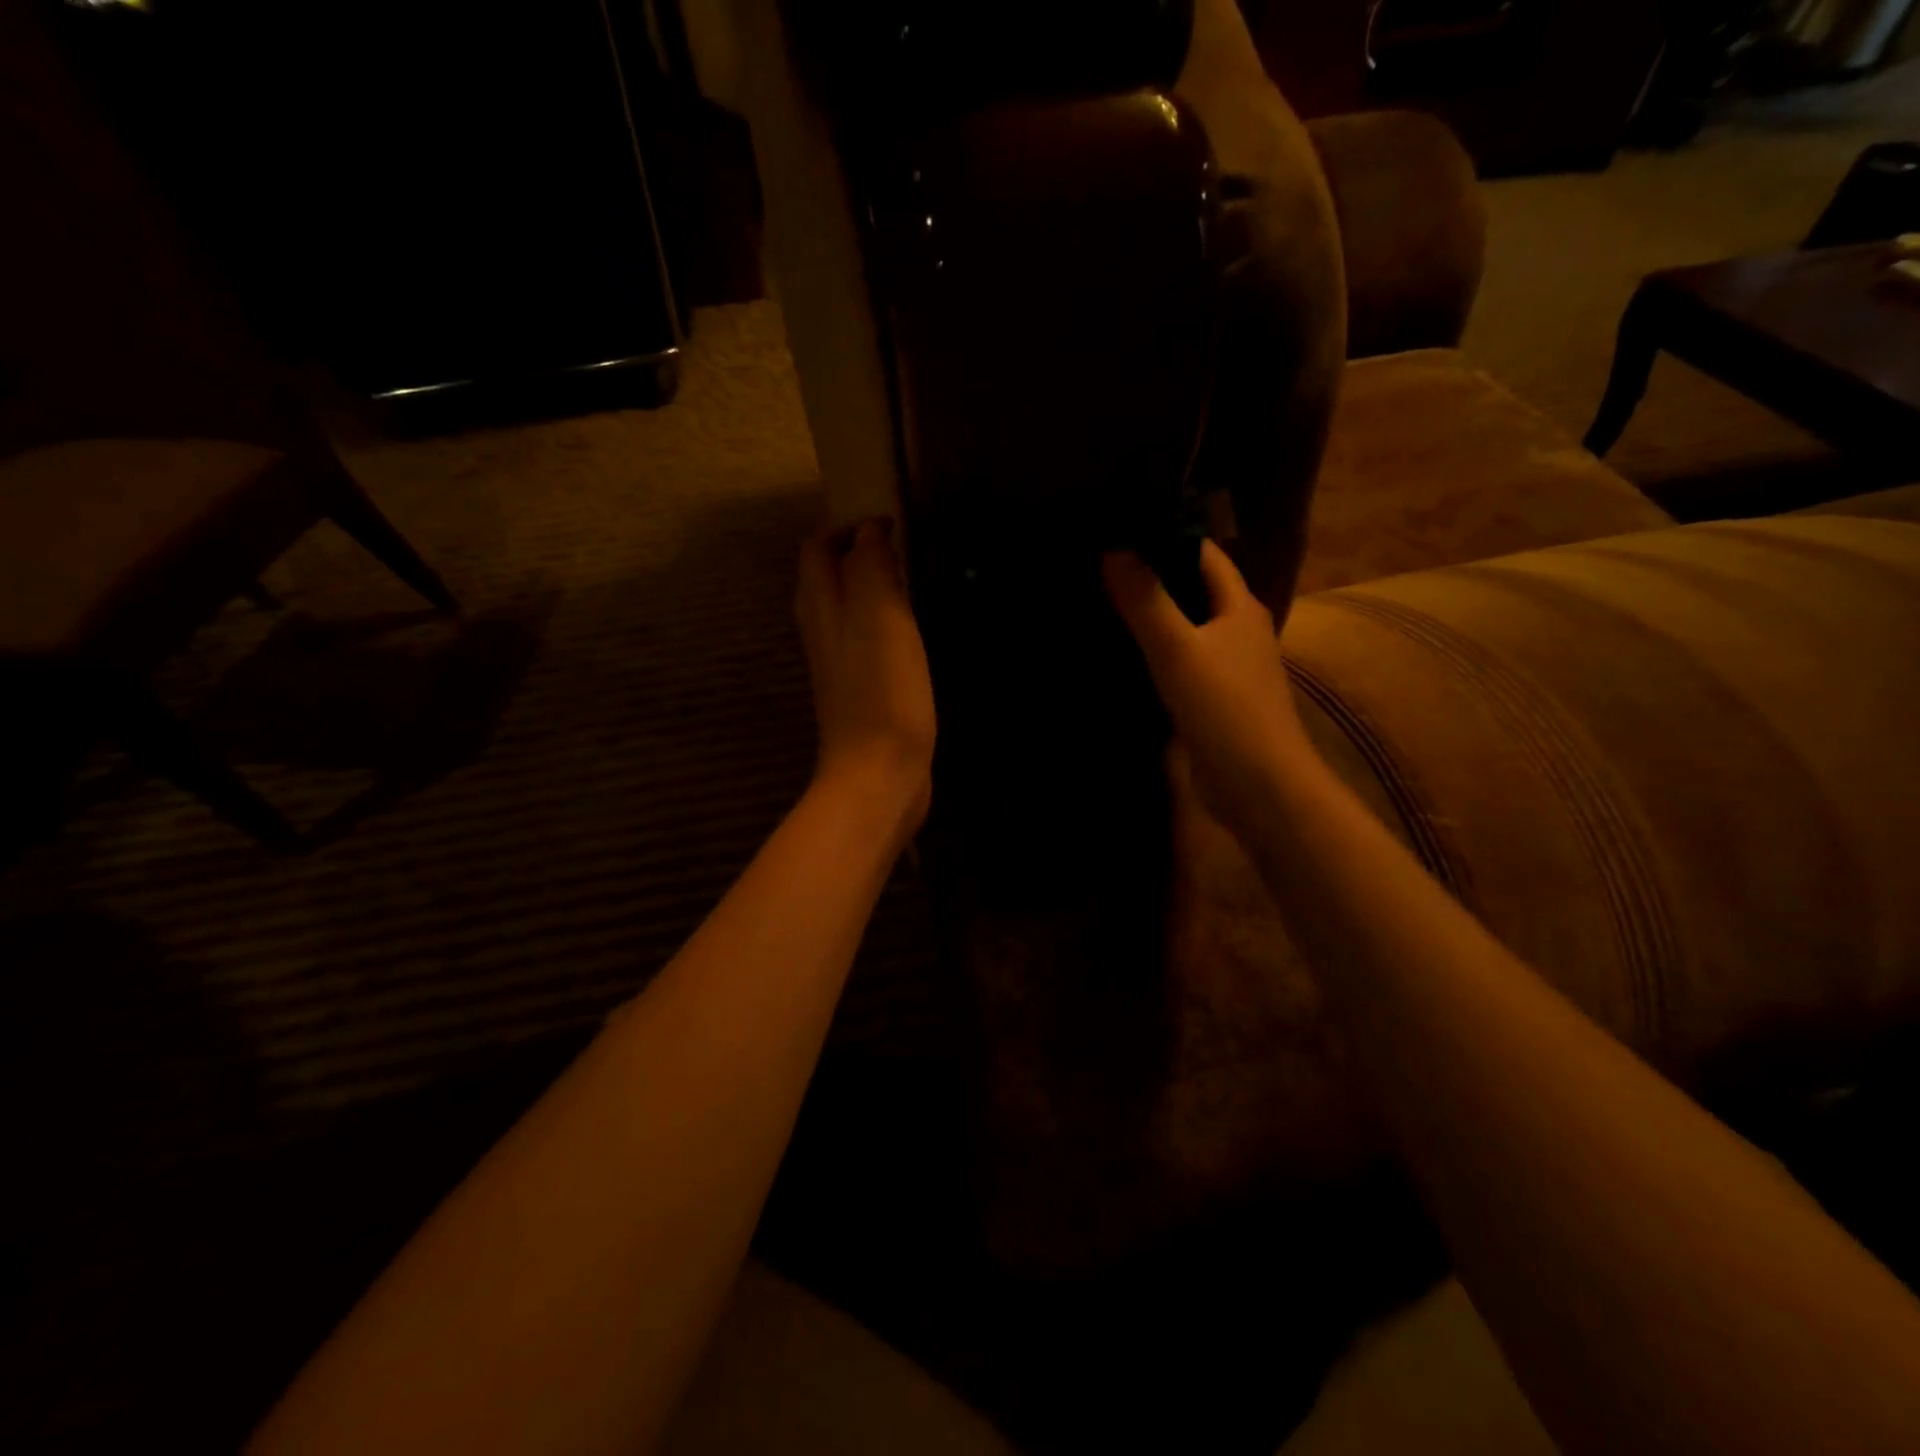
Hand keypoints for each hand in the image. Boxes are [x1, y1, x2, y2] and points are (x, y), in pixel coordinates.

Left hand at [796, 519, 935, 835]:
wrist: (878, 775)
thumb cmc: (882, 692)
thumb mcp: (880, 616)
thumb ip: (871, 568)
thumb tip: (868, 533)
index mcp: (822, 609)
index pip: (817, 550)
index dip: (846, 528)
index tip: (890, 523)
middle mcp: (822, 634)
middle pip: (825, 581)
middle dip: (853, 555)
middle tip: (899, 549)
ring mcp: (839, 667)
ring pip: (844, 613)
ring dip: (869, 590)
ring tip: (906, 583)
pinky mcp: (860, 695)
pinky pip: (864, 644)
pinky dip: (881, 625)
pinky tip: (908, 635)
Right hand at [1104, 540, 1315, 834]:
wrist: (1259, 785)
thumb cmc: (1225, 708)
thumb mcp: (1179, 649)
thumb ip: (1147, 601)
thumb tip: (1114, 549)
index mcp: (1239, 607)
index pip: (1205, 555)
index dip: (1169, 536)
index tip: (1123, 527)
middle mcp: (1239, 631)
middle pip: (1196, 590)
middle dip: (1156, 575)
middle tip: (1104, 564)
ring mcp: (1229, 668)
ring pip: (1188, 629)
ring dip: (1155, 616)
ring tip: (1106, 603)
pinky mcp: (1215, 701)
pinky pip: (1182, 664)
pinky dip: (1156, 654)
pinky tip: (1125, 657)